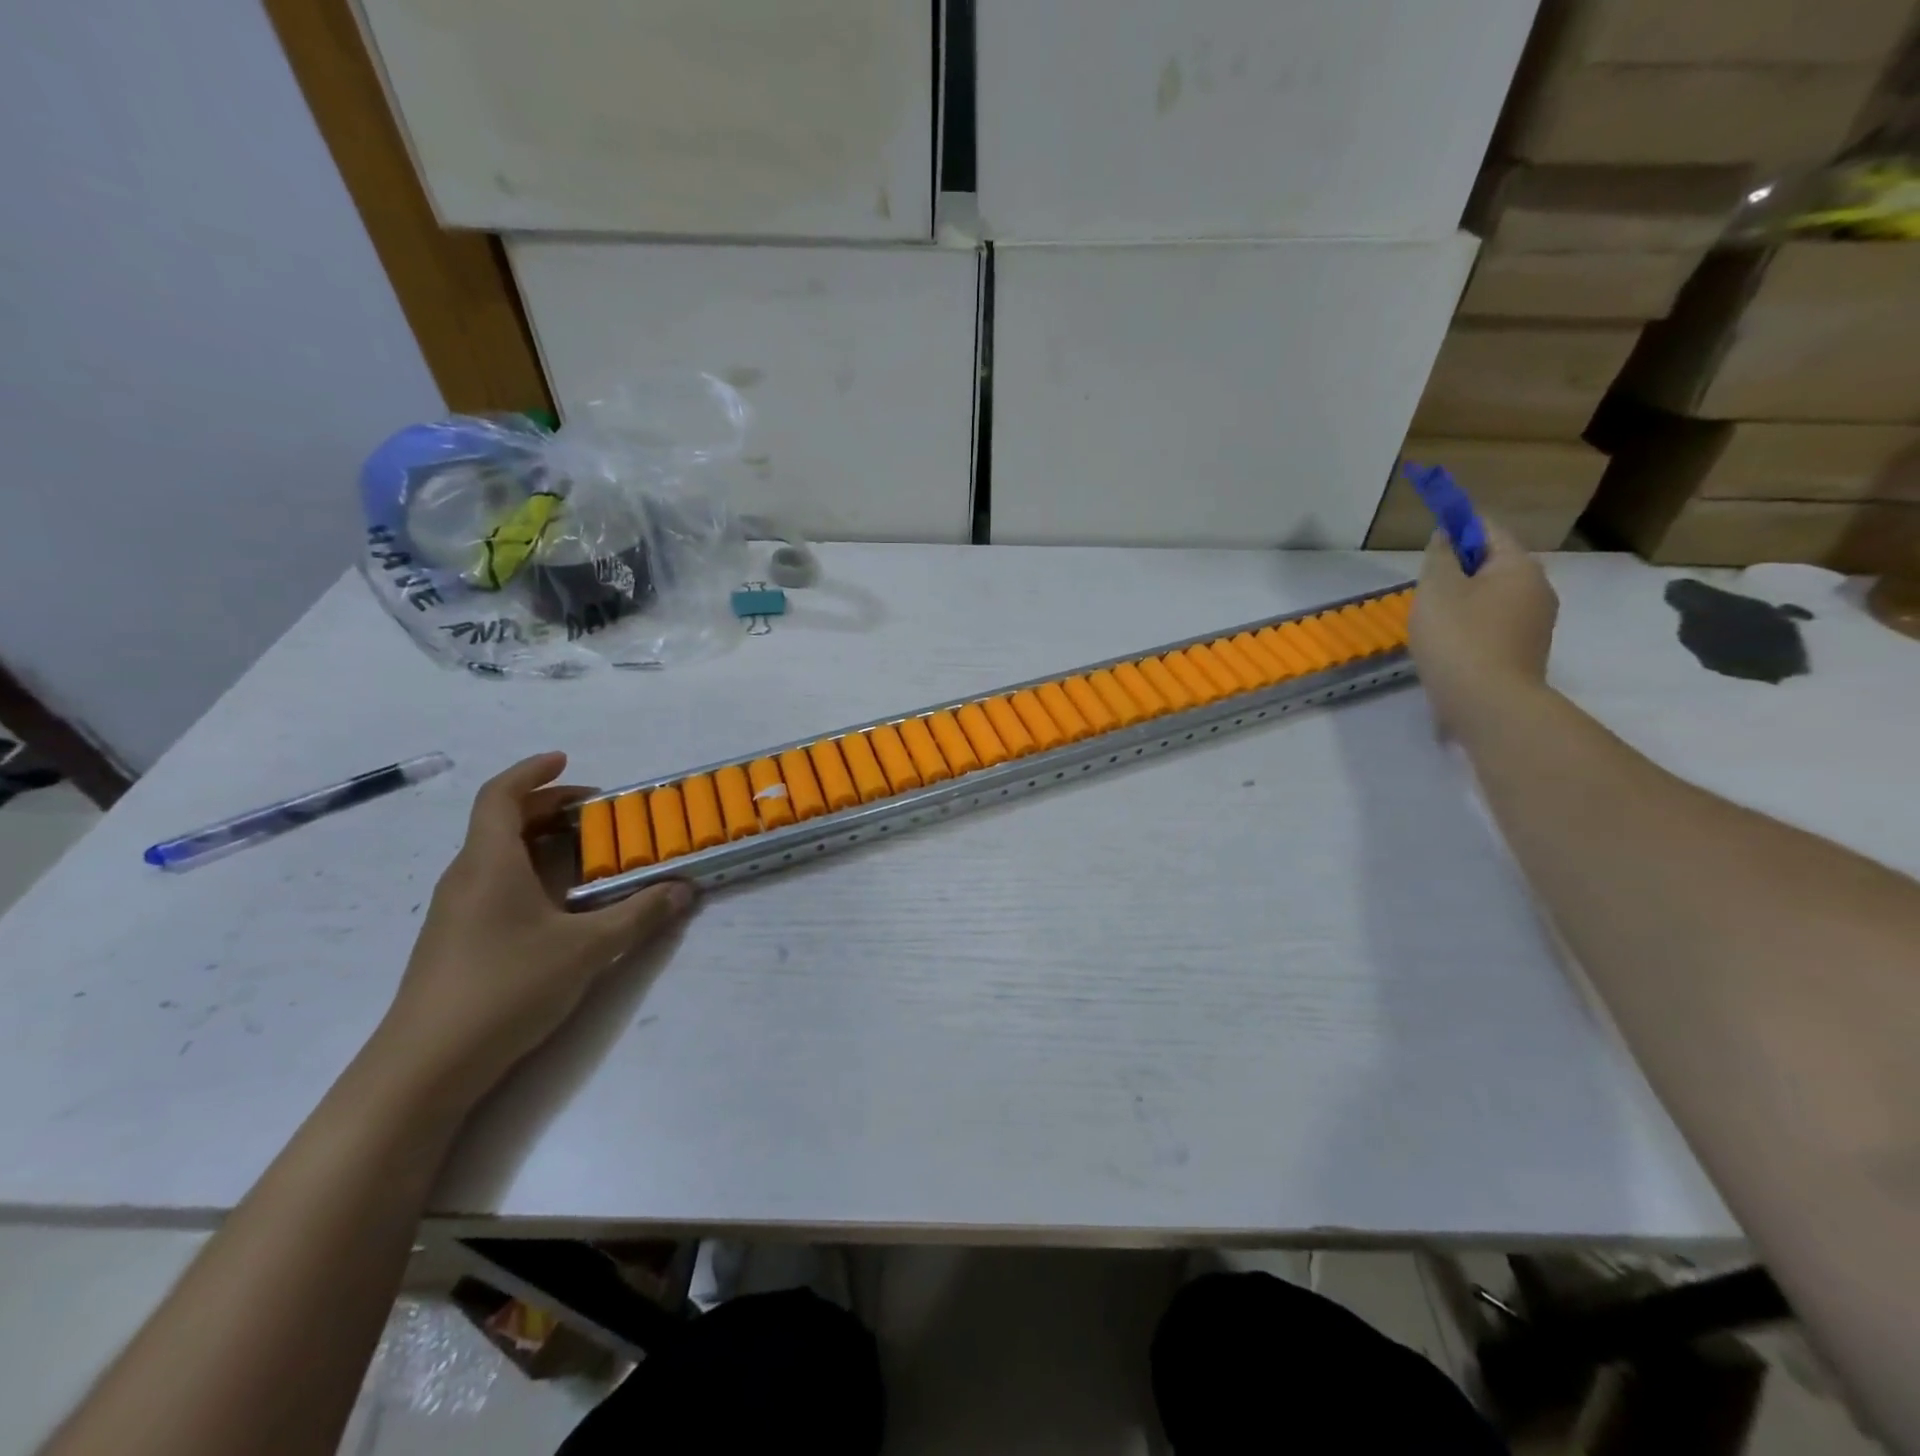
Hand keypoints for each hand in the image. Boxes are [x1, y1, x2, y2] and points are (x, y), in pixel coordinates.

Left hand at [374, 753, 692, 1107]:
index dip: (532, 772)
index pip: (500, 796)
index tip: (566, 759)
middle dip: (548, 807)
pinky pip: (495, 884)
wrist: (424, 1067)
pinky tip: (560, 903)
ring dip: (540, 841)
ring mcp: (456, 911)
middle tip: (595, 811)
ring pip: (497, 855)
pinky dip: (530, 873)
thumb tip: (684, 889)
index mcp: (489, 863)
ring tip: (586, 851)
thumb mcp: (587, 949)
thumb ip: (639, 915)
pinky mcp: (456, 941)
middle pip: (501, 822)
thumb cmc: (506, 988)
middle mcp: (467, 878)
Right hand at [1410, 519, 1558, 737]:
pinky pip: (1494, 625)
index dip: (1458, 525)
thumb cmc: (1458, 638)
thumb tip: (1446, 536)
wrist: (1488, 703)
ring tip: (1430, 621)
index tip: (1431, 533)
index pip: (1489, 529)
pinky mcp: (1525, 651)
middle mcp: (1538, 588)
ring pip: (1493, 597)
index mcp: (1519, 566)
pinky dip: (1471, 626)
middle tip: (1424, 587)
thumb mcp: (1436, 589)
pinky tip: (1447, 645)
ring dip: (1463, 600)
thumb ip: (1439, 556)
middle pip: (1493, 564)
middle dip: (1459, 569)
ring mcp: (1536, 623)